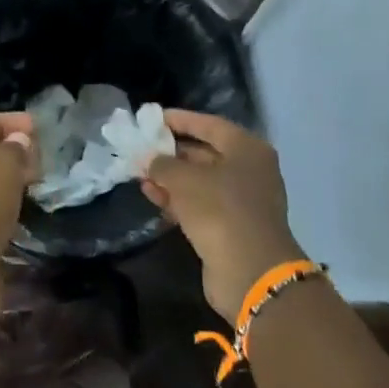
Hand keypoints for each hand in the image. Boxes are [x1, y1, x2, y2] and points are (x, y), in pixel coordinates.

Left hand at [0, 112, 36, 317]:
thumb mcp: (0, 164)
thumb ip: (14, 149)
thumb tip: (20, 143)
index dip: (5, 122)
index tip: (37, 126)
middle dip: (9, 154)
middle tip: (42, 157)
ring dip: (8, 186)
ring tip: (38, 184)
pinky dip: (4, 213)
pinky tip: (24, 215)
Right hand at [142, 110, 304, 322]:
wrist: (249, 269)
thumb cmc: (220, 210)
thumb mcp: (185, 180)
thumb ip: (162, 165)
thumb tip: (148, 159)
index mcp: (247, 149)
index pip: (210, 125)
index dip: (181, 120)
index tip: (153, 118)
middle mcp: (248, 170)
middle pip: (205, 153)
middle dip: (172, 152)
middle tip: (141, 148)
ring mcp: (240, 200)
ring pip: (200, 182)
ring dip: (170, 178)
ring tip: (139, 174)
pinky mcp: (229, 226)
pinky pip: (199, 204)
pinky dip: (176, 199)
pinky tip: (151, 196)